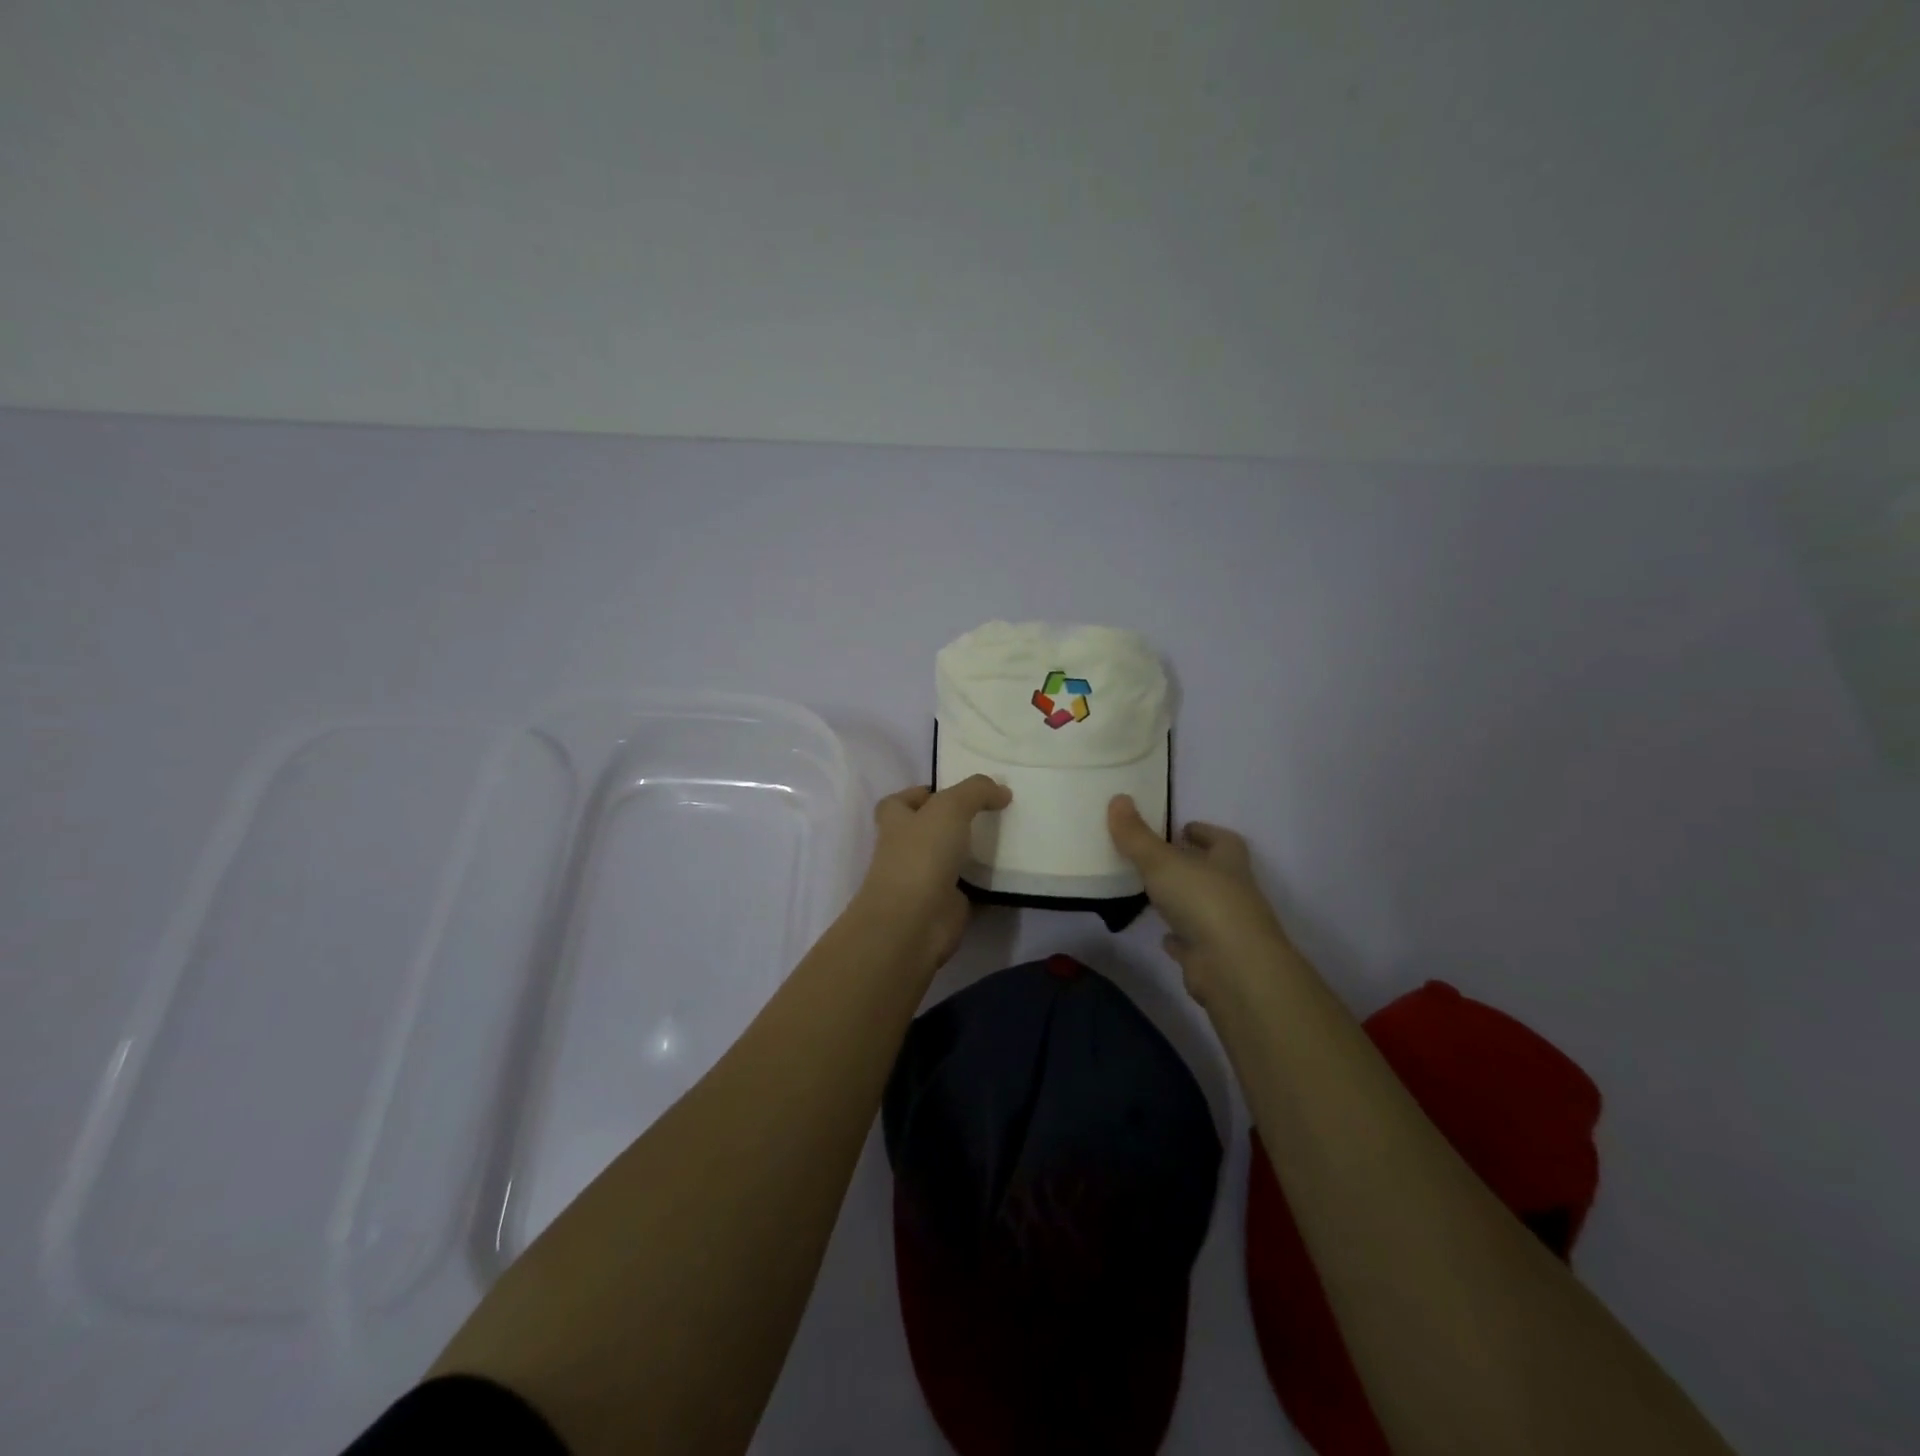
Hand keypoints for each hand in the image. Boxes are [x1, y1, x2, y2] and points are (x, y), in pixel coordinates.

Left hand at [852, 776, 1011, 969]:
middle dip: (953, 823)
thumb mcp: (950, 807)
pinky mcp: (945, 907)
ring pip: (949, 860)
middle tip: (989, 812)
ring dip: (972, 852)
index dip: (919, 795)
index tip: (952, 791)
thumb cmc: (921, 855)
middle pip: (926, 831)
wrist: (914, 922)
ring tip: (1007, 836)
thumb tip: (1002, 791)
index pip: (898, 803)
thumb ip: (976, 791)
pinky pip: (969, 889)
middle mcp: (905, 851)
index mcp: (895, 823)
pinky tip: (1011, 871)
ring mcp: (924, 881)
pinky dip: (986, 883)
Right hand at [1108, 795, 1291, 1004]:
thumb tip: (1118, 798)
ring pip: (1205, 908)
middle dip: (1193, 865)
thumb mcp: (1162, 861)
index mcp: (1228, 863)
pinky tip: (1163, 936)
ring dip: (1186, 901)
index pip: (1223, 840)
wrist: (1233, 968)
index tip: (1184, 827)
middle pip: (1215, 873)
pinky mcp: (1214, 959)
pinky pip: (1195, 943)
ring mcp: (1227, 928)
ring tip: (1155, 894)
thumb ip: (1137, 835)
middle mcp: (1234, 893)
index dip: (1205, 832)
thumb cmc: (1203, 902)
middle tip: (1161, 858)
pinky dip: (1181, 938)